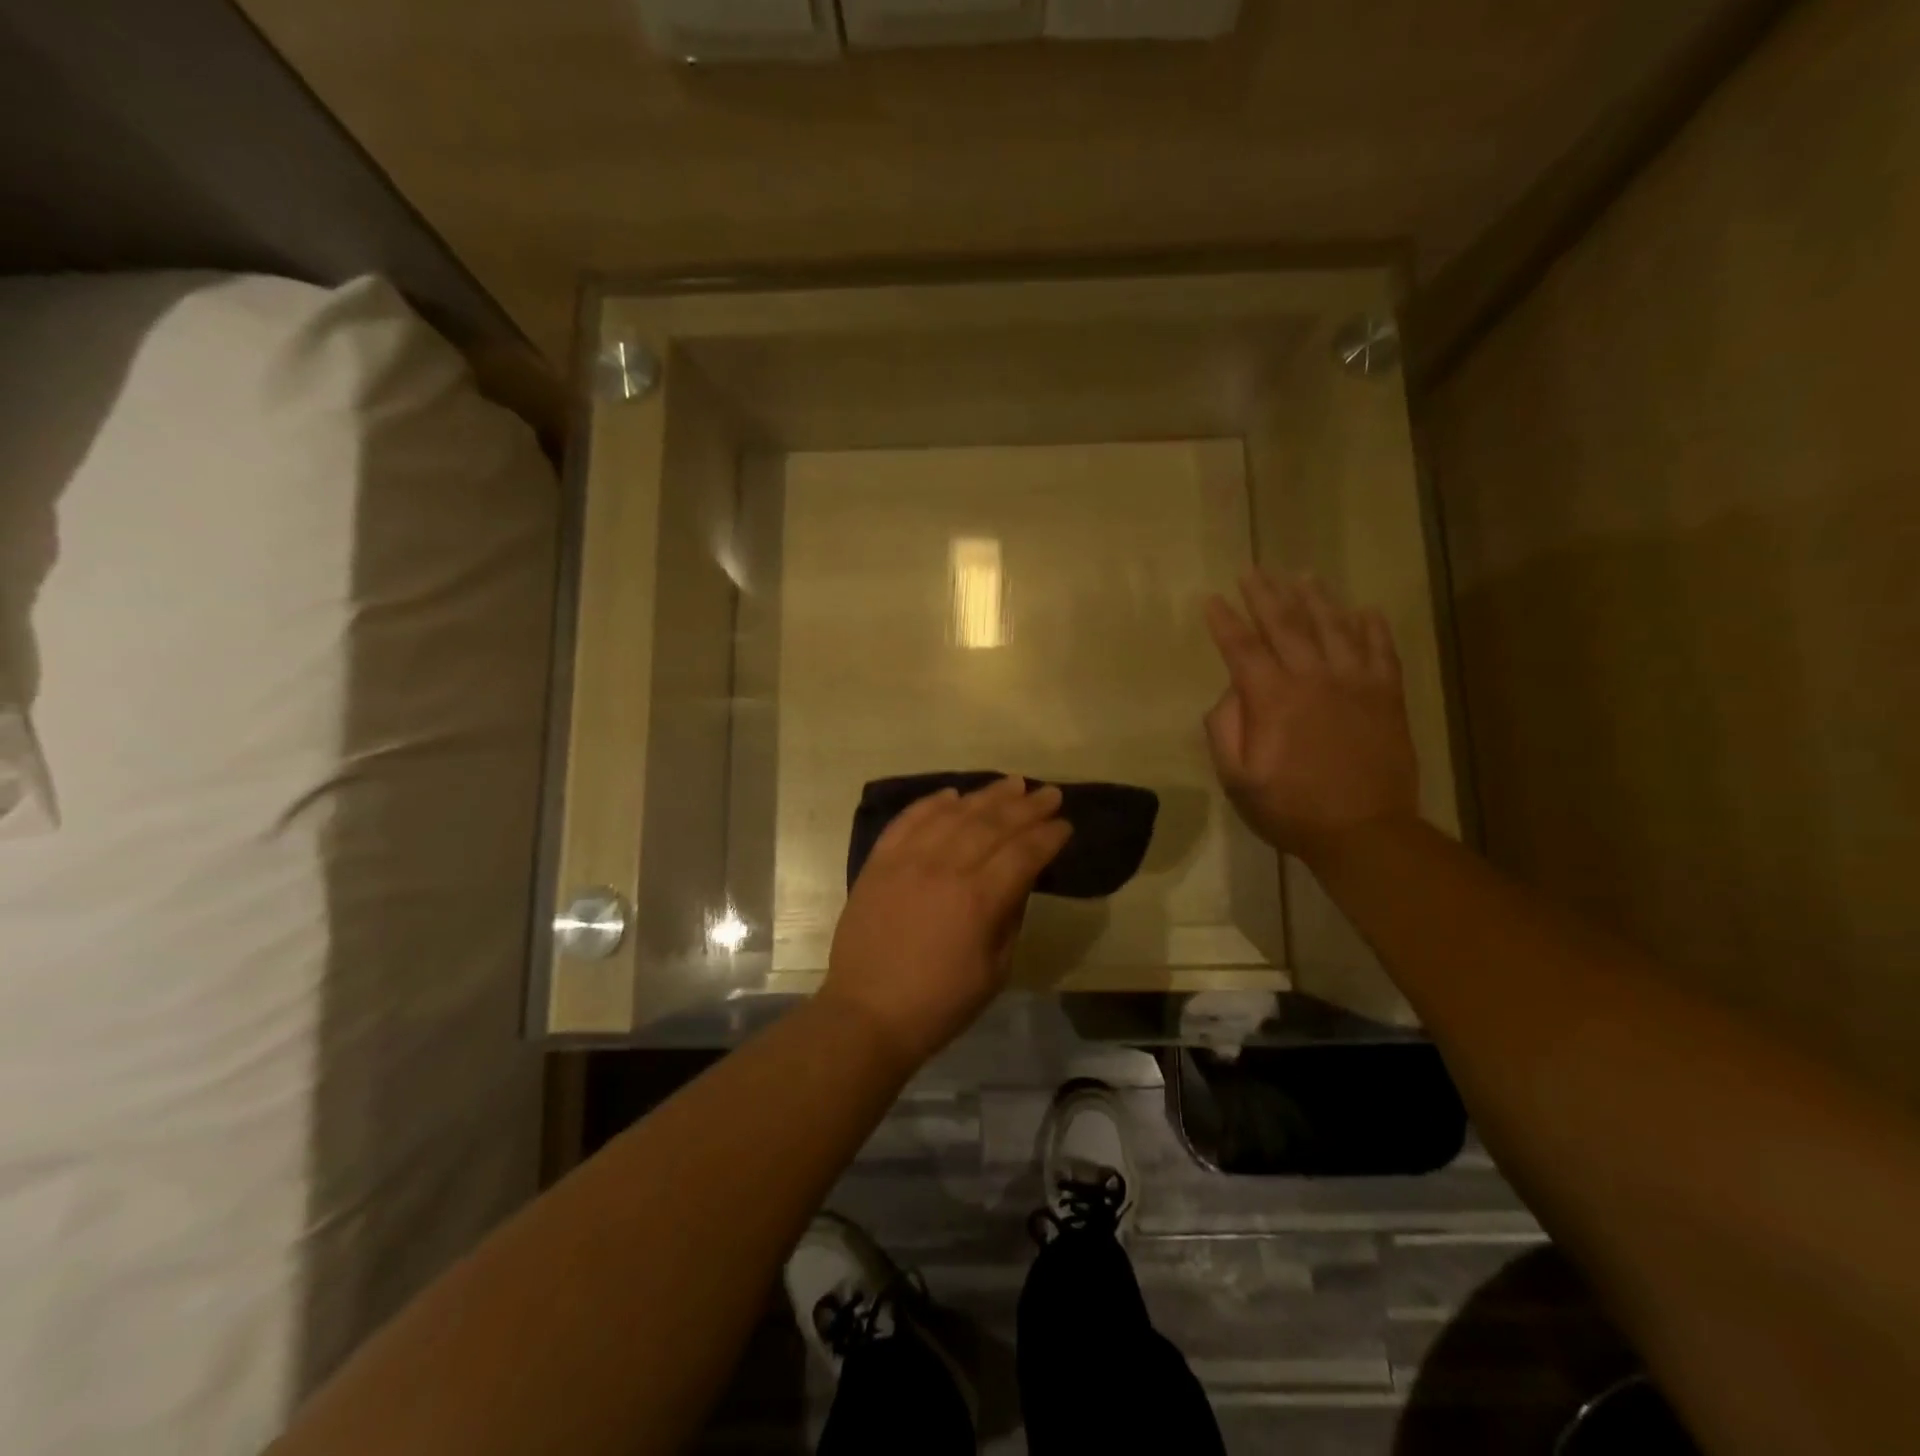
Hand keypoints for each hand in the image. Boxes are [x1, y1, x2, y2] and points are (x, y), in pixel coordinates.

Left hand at [823, 776, 1071, 1069]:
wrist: (867, 1013)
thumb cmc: (939, 1003)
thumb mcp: (995, 971)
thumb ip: (1010, 918)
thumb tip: (1018, 880)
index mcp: (979, 899)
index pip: (1024, 853)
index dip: (1048, 836)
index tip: (1065, 824)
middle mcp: (945, 868)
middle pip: (993, 824)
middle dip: (1027, 806)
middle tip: (1049, 793)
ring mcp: (907, 860)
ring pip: (954, 814)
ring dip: (986, 796)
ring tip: (1012, 784)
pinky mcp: (879, 862)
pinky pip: (908, 820)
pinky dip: (931, 804)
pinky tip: (951, 794)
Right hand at [1203, 570, 1420, 863]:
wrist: (1363, 831)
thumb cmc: (1290, 807)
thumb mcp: (1236, 778)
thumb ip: (1225, 729)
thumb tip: (1230, 693)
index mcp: (1271, 698)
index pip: (1242, 648)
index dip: (1224, 621)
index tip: (1212, 599)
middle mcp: (1312, 678)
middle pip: (1285, 624)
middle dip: (1264, 594)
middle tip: (1252, 570)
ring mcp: (1354, 683)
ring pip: (1334, 627)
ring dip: (1316, 598)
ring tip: (1302, 575)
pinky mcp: (1386, 695)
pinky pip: (1381, 650)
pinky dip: (1372, 627)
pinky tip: (1364, 611)